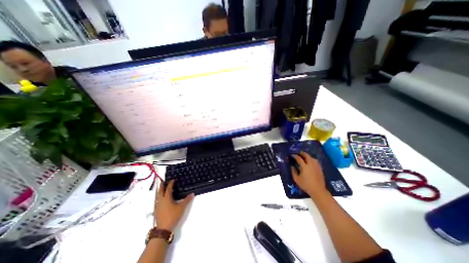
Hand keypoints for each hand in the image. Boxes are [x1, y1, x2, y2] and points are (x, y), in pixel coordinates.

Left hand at [154, 180, 194, 230]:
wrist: (163, 229)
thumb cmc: (173, 216)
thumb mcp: (181, 207)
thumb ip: (187, 200)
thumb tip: (192, 193)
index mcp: (166, 198)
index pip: (168, 188)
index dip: (170, 184)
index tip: (173, 180)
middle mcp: (161, 200)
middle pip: (160, 191)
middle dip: (162, 186)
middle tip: (163, 182)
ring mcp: (158, 206)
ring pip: (158, 196)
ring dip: (160, 191)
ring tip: (163, 189)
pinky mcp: (157, 210)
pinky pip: (158, 200)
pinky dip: (160, 197)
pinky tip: (162, 199)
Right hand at [292, 151, 326, 197]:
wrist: (318, 190)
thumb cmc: (306, 185)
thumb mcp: (296, 179)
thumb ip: (293, 171)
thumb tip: (292, 166)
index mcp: (304, 166)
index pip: (299, 158)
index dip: (295, 156)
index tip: (292, 155)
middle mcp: (311, 164)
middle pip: (307, 156)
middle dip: (302, 153)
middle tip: (298, 153)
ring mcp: (316, 166)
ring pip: (312, 158)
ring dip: (308, 156)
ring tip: (304, 156)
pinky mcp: (320, 169)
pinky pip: (316, 161)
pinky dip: (312, 159)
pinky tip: (310, 161)